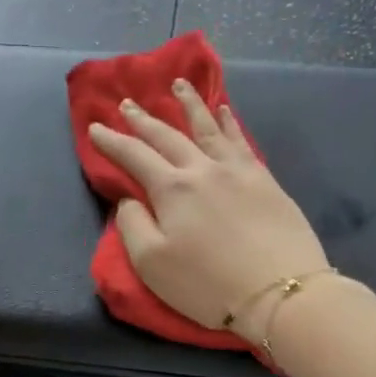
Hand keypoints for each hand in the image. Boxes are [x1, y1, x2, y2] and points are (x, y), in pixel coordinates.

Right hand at [87, 81, 328, 338]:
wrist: (280, 292)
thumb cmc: (207, 284)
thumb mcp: (151, 263)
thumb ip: (132, 225)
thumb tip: (130, 198)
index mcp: (171, 189)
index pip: (134, 155)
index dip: (111, 141)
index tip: (95, 127)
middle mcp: (203, 169)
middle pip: (167, 136)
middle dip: (143, 119)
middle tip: (127, 103)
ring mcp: (238, 170)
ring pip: (208, 127)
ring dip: (189, 104)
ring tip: (178, 85)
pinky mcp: (265, 180)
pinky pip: (241, 140)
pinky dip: (229, 122)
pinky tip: (224, 111)